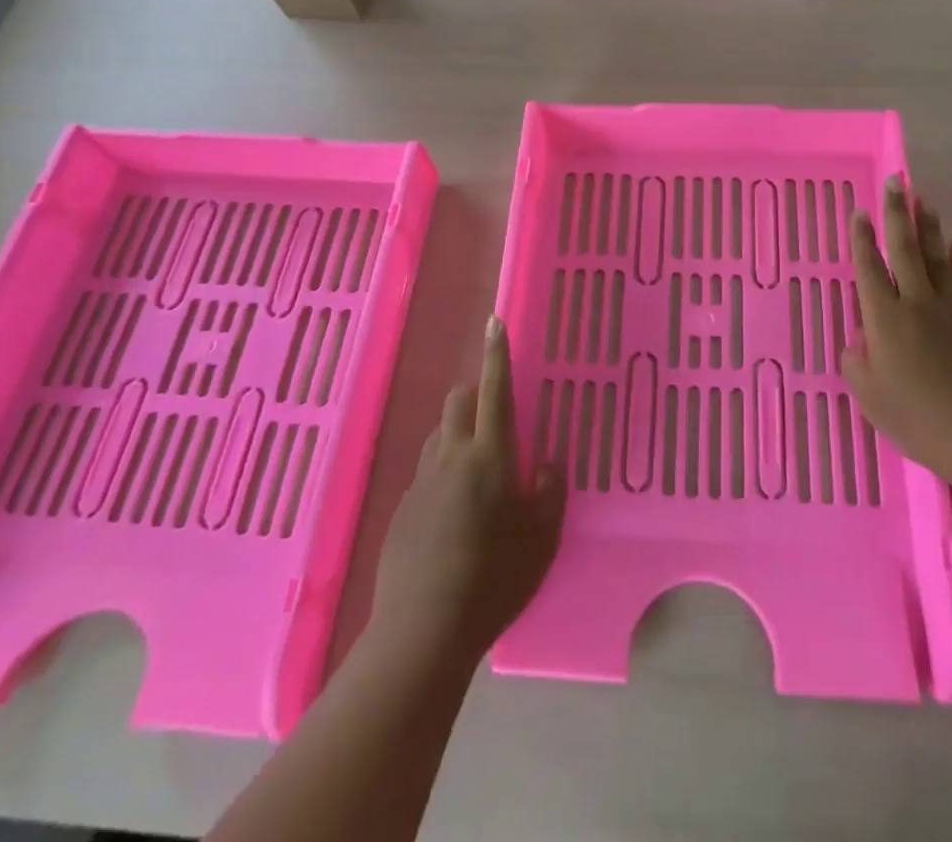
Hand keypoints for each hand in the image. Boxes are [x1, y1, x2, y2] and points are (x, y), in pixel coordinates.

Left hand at [371, 318, 565, 663]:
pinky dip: (442, 473)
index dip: (497, 354)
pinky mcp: (402, 509)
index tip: (494, 321)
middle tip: (496, 422)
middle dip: (475, 396)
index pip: (495, 390)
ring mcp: (421, 482)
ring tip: (477, 471)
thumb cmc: (494, 578)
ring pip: (439, 435)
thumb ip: (549, 492)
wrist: (423, 630)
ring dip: (457, 434)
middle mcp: (451, 456)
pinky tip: (453, 515)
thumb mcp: (542, 538)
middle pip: (458, 403)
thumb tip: (546, 463)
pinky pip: (426, 472)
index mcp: (489, 455)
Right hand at [841, 177, 951, 473]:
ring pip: (939, 258)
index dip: (862, 239)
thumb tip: (860, 340)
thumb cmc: (918, 419)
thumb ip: (857, 363)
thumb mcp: (869, 397)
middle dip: (898, 214)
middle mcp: (917, 303)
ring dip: (930, 227)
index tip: (860, 211)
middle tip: (898, 181)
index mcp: (884, 319)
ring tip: (925, 201)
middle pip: (906, 249)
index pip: (869, 268)